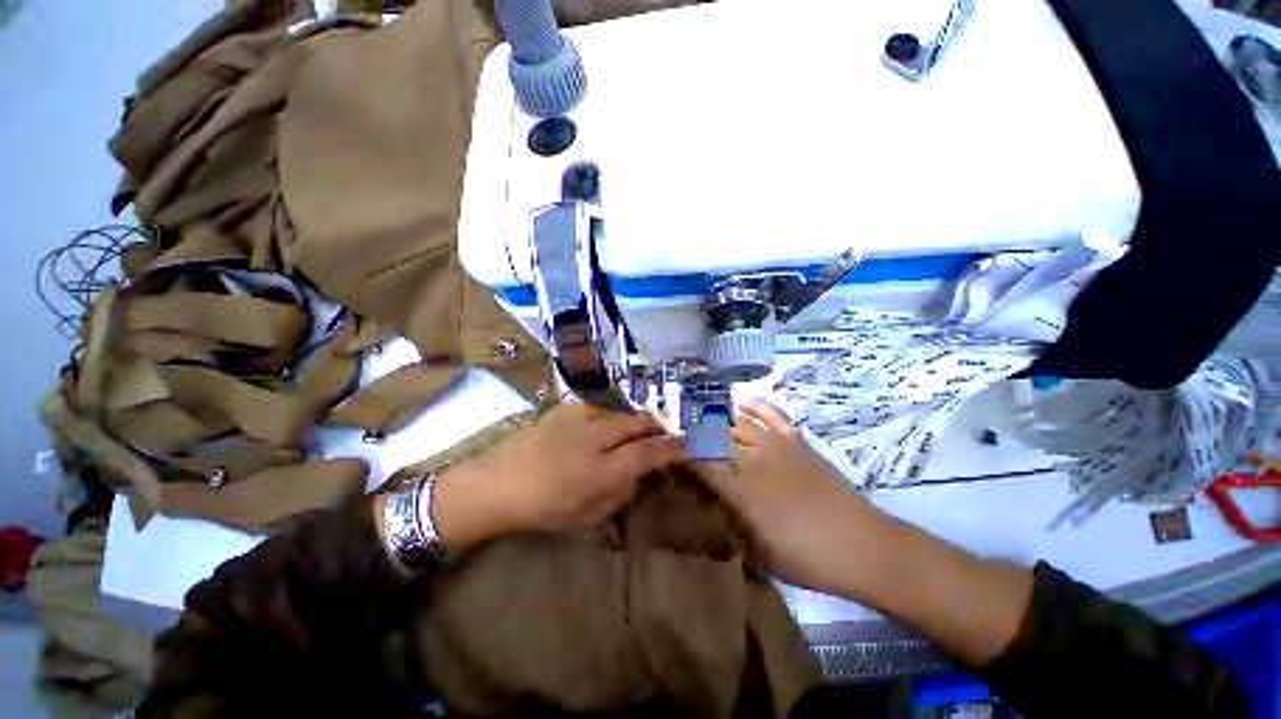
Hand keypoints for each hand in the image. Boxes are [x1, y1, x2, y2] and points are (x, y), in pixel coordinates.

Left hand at [432, 403, 685, 547]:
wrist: (499, 481)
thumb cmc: (544, 507)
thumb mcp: (588, 515)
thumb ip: (621, 492)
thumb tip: (638, 473)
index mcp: (602, 469)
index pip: (649, 452)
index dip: (672, 448)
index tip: (685, 446)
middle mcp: (596, 436)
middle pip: (640, 422)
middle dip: (659, 426)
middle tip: (665, 433)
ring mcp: (580, 417)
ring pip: (622, 412)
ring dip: (635, 421)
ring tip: (638, 430)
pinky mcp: (567, 408)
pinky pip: (599, 409)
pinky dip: (611, 417)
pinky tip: (605, 426)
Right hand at [693, 398, 884, 592]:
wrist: (863, 547)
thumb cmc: (806, 559)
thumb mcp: (756, 554)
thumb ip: (727, 524)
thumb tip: (704, 503)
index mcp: (742, 489)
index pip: (699, 462)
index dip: (679, 455)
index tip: (667, 454)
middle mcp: (754, 459)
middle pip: (713, 437)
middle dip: (690, 434)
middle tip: (677, 435)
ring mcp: (777, 445)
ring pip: (736, 421)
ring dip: (714, 418)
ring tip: (698, 418)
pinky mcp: (796, 440)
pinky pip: (771, 413)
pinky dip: (753, 403)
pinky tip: (738, 399)